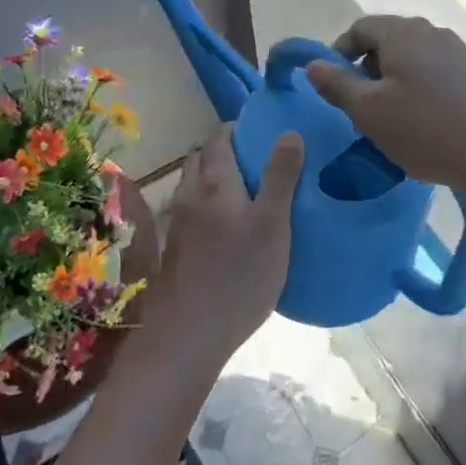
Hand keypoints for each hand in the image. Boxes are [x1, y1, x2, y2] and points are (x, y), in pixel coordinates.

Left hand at [139, 126, 303, 368]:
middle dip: (225, 151)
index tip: (262, 133)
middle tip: (258, 161)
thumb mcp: (272, 224)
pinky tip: (229, 227)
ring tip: (247, 192)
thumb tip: (289, 132)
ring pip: (195, 185)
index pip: (220, 138)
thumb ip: (280, 177)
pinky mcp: (176, 248)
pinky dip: (209, 204)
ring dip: (215, 178)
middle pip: (202, 158)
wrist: (189, 334)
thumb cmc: (239, 275)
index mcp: (214, 182)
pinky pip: (192, 210)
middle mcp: (190, 194)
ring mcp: (179, 222)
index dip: (238, 130)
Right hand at [304, 15, 465, 198]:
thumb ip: (337, 85)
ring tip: (388, 120)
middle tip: (358, 108)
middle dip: (365, 70)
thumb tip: (313, 64)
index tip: (333, 86)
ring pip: (409, 58)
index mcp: (401, 33)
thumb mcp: (369, 112)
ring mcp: (456, 51)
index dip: (338, 53)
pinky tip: (420, 123)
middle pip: (384, 40)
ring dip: (390, 82)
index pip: (359, 28)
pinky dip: (415, 89)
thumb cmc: (428, 130)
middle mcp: (429, 32)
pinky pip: (431, 72)